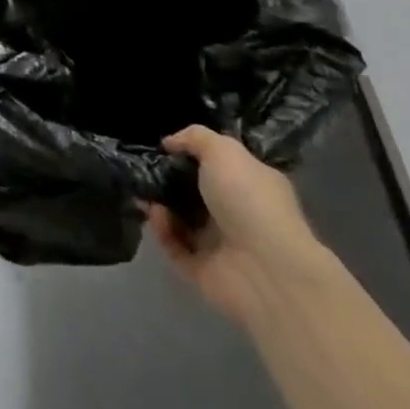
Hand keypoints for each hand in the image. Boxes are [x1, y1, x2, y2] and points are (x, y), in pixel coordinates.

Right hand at [143, 125, 331, 327]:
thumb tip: (170, 142)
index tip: (164, 148)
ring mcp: (221, 244)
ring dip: (159, 205)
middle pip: (195, 192)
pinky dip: (162, 231)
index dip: (191, 154)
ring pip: (180, 220)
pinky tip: (155, 216)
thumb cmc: (249, 199)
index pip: (219, 165)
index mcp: (251, 183)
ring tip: (143, 193)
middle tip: (144, 170)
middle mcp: (237, 212)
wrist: (266, 269)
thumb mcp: (223, 150)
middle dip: (167, 180)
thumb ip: (195, 137)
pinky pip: (174, 246)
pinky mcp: (203, 270)